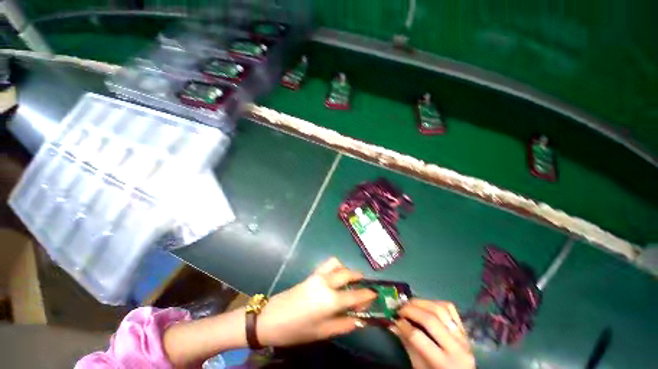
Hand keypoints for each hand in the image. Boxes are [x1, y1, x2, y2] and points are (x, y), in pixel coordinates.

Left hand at [257, 257, 376, 346]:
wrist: (271, 318)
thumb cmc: (297, 330)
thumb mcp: (322, 332)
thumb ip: (343, 324)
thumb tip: (359, 320)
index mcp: (330, 300)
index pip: (355, 296)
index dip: (367, 295)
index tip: (375, 295)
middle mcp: (327, 283)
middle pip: (348, 274)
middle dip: (359, 277)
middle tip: (363, 286)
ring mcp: (318, 275)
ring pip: (337, 264)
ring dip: (346, 270)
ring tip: (348, 281)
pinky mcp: (312, 274)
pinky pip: (328, 265)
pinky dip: (336, 267)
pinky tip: (335, 278)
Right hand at [391, 299, 474, 368]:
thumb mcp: (419, 367)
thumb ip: (408, 344)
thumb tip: (393, 324)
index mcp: (444, 363)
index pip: (419, 337)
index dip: (404, 326)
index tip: (395, 320)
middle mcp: (457, 348)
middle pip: (430, 320)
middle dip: (411, 310)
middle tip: (400, 309)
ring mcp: (463, 337)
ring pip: (440, 310)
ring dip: (421, 303)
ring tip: (410, 304)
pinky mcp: (464, 329)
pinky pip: (450, 309)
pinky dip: (435, 303)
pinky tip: (425, 305)